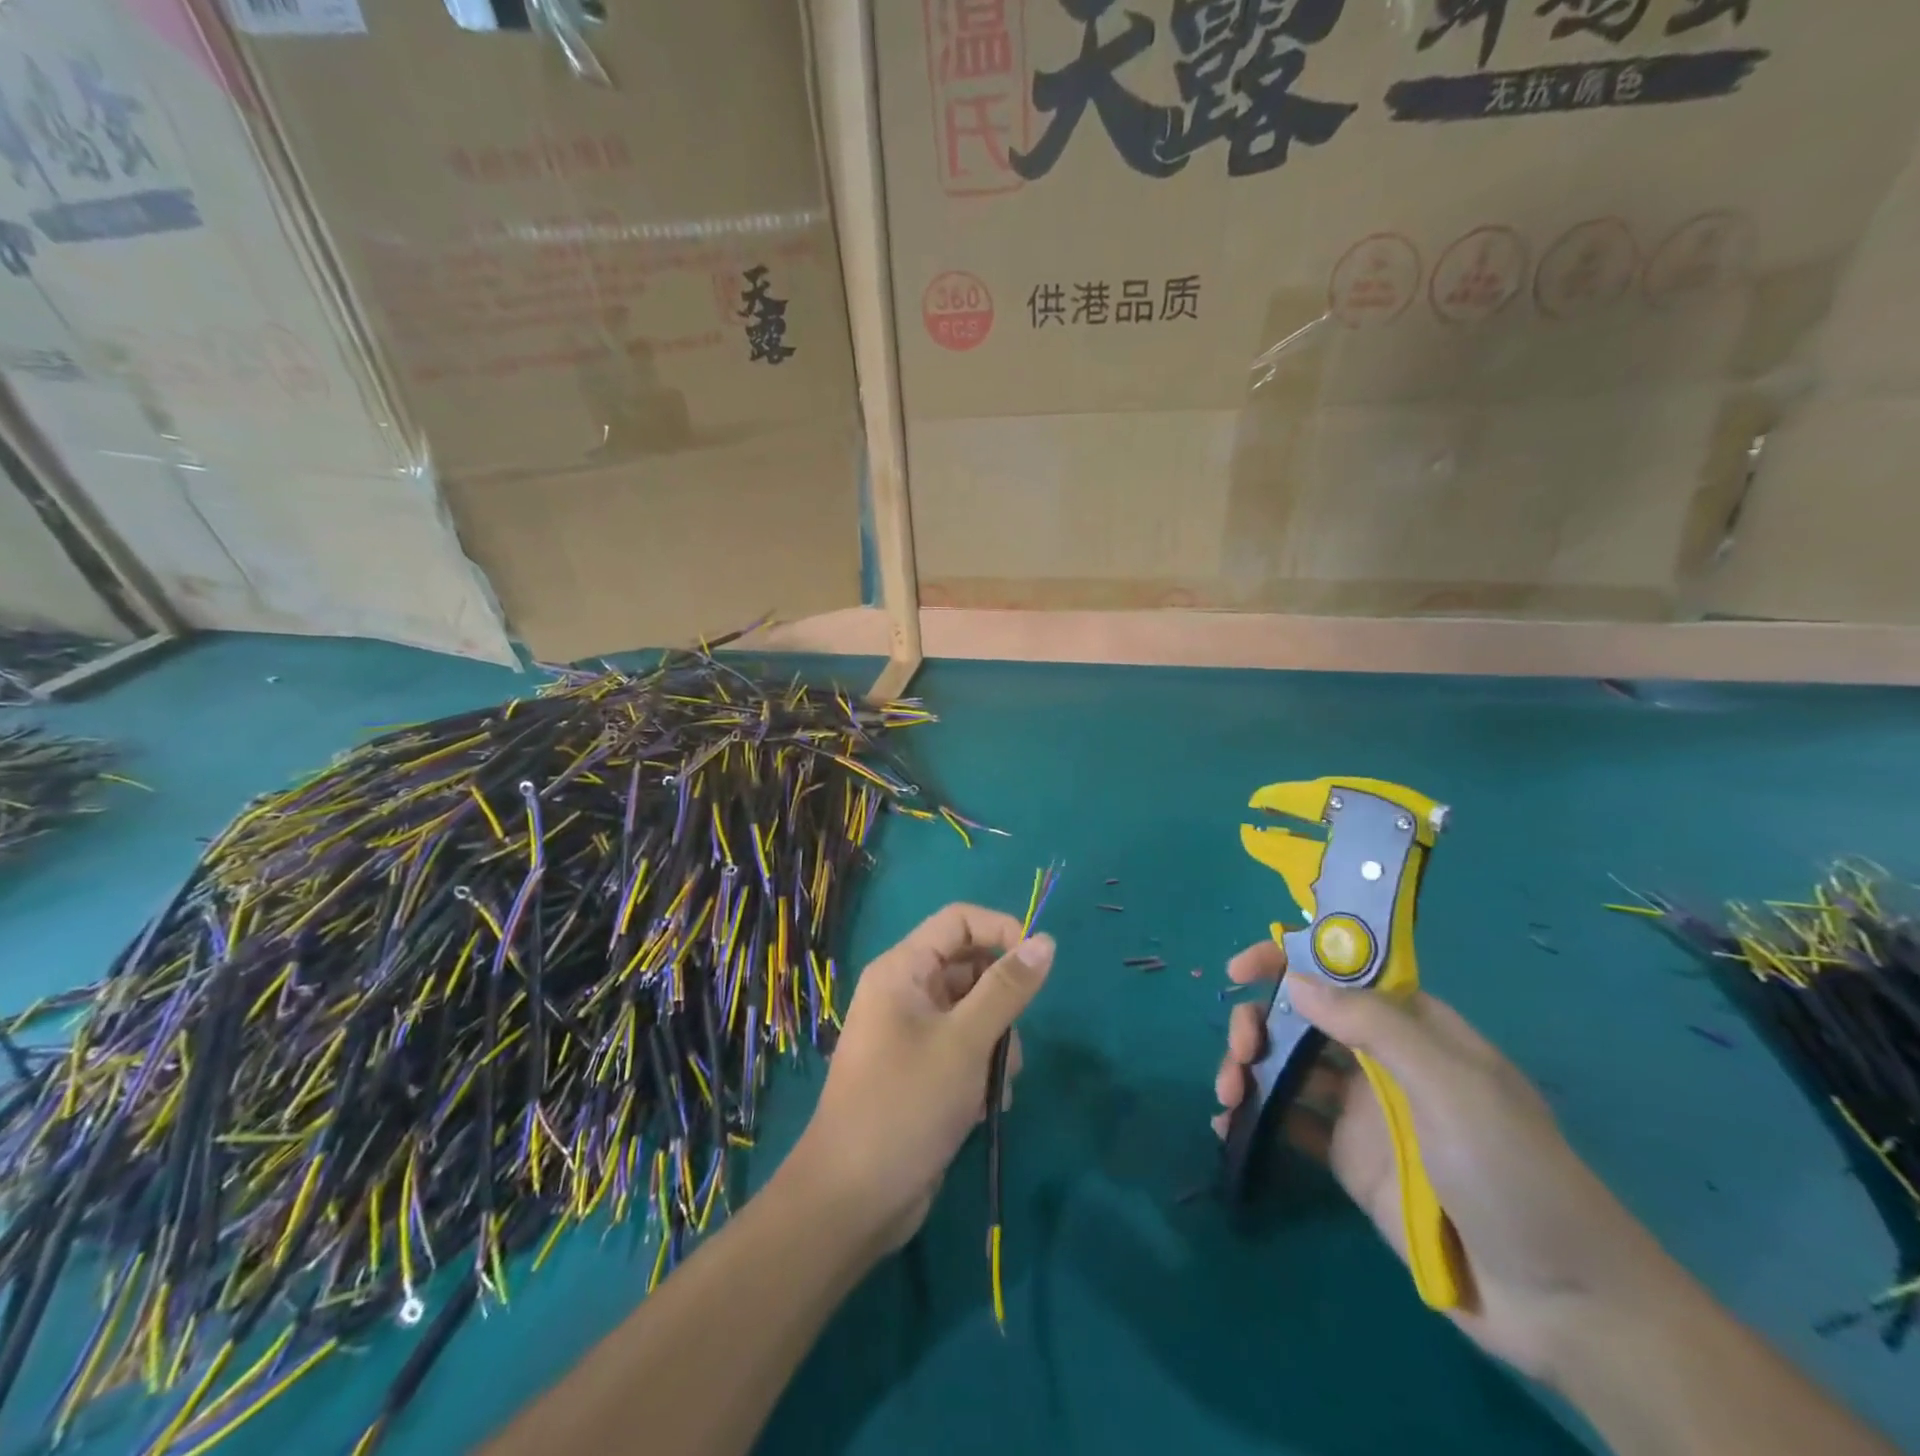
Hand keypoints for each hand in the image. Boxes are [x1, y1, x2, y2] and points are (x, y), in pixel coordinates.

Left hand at [792, 904, 1053, 1253]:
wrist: (853, 1200)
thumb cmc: (906, 1104)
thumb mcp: (965, 1042)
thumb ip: (1007, 989)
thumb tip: (1045, 941)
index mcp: (902, 970)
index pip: (959, 921)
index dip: (1001, 931)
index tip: (1037, 965)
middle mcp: (904, 993)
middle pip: (970, 969)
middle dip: (1001, 1004)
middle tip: (1011, 1041)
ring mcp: (911, 1034)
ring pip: (975, 1014)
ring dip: (997, 1047)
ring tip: (995, 1087)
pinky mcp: (921, 1072)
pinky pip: (965, 1050)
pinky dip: (982, 1072)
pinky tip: (985, 1109)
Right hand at [1212, 940, 1675, 1383]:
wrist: (1562, 1303)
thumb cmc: (1513, 1172)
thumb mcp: (1452, 1087)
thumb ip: (1374, 1027)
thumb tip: (1297, 981)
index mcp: (1415, 1028)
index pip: (1342, 973)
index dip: (1289, 961)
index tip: (1241, 971)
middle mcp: (1383, 1060)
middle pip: (1303, 1018)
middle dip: (1261, 1022)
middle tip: (1241, 1050)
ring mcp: (1363, 1111)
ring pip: (1288, 1066)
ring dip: (1248, 1067)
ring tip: (1227, 1094)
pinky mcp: (1348, 1158)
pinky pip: (1289, 1122)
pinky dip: (1254, 1115)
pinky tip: (1228, 1126)